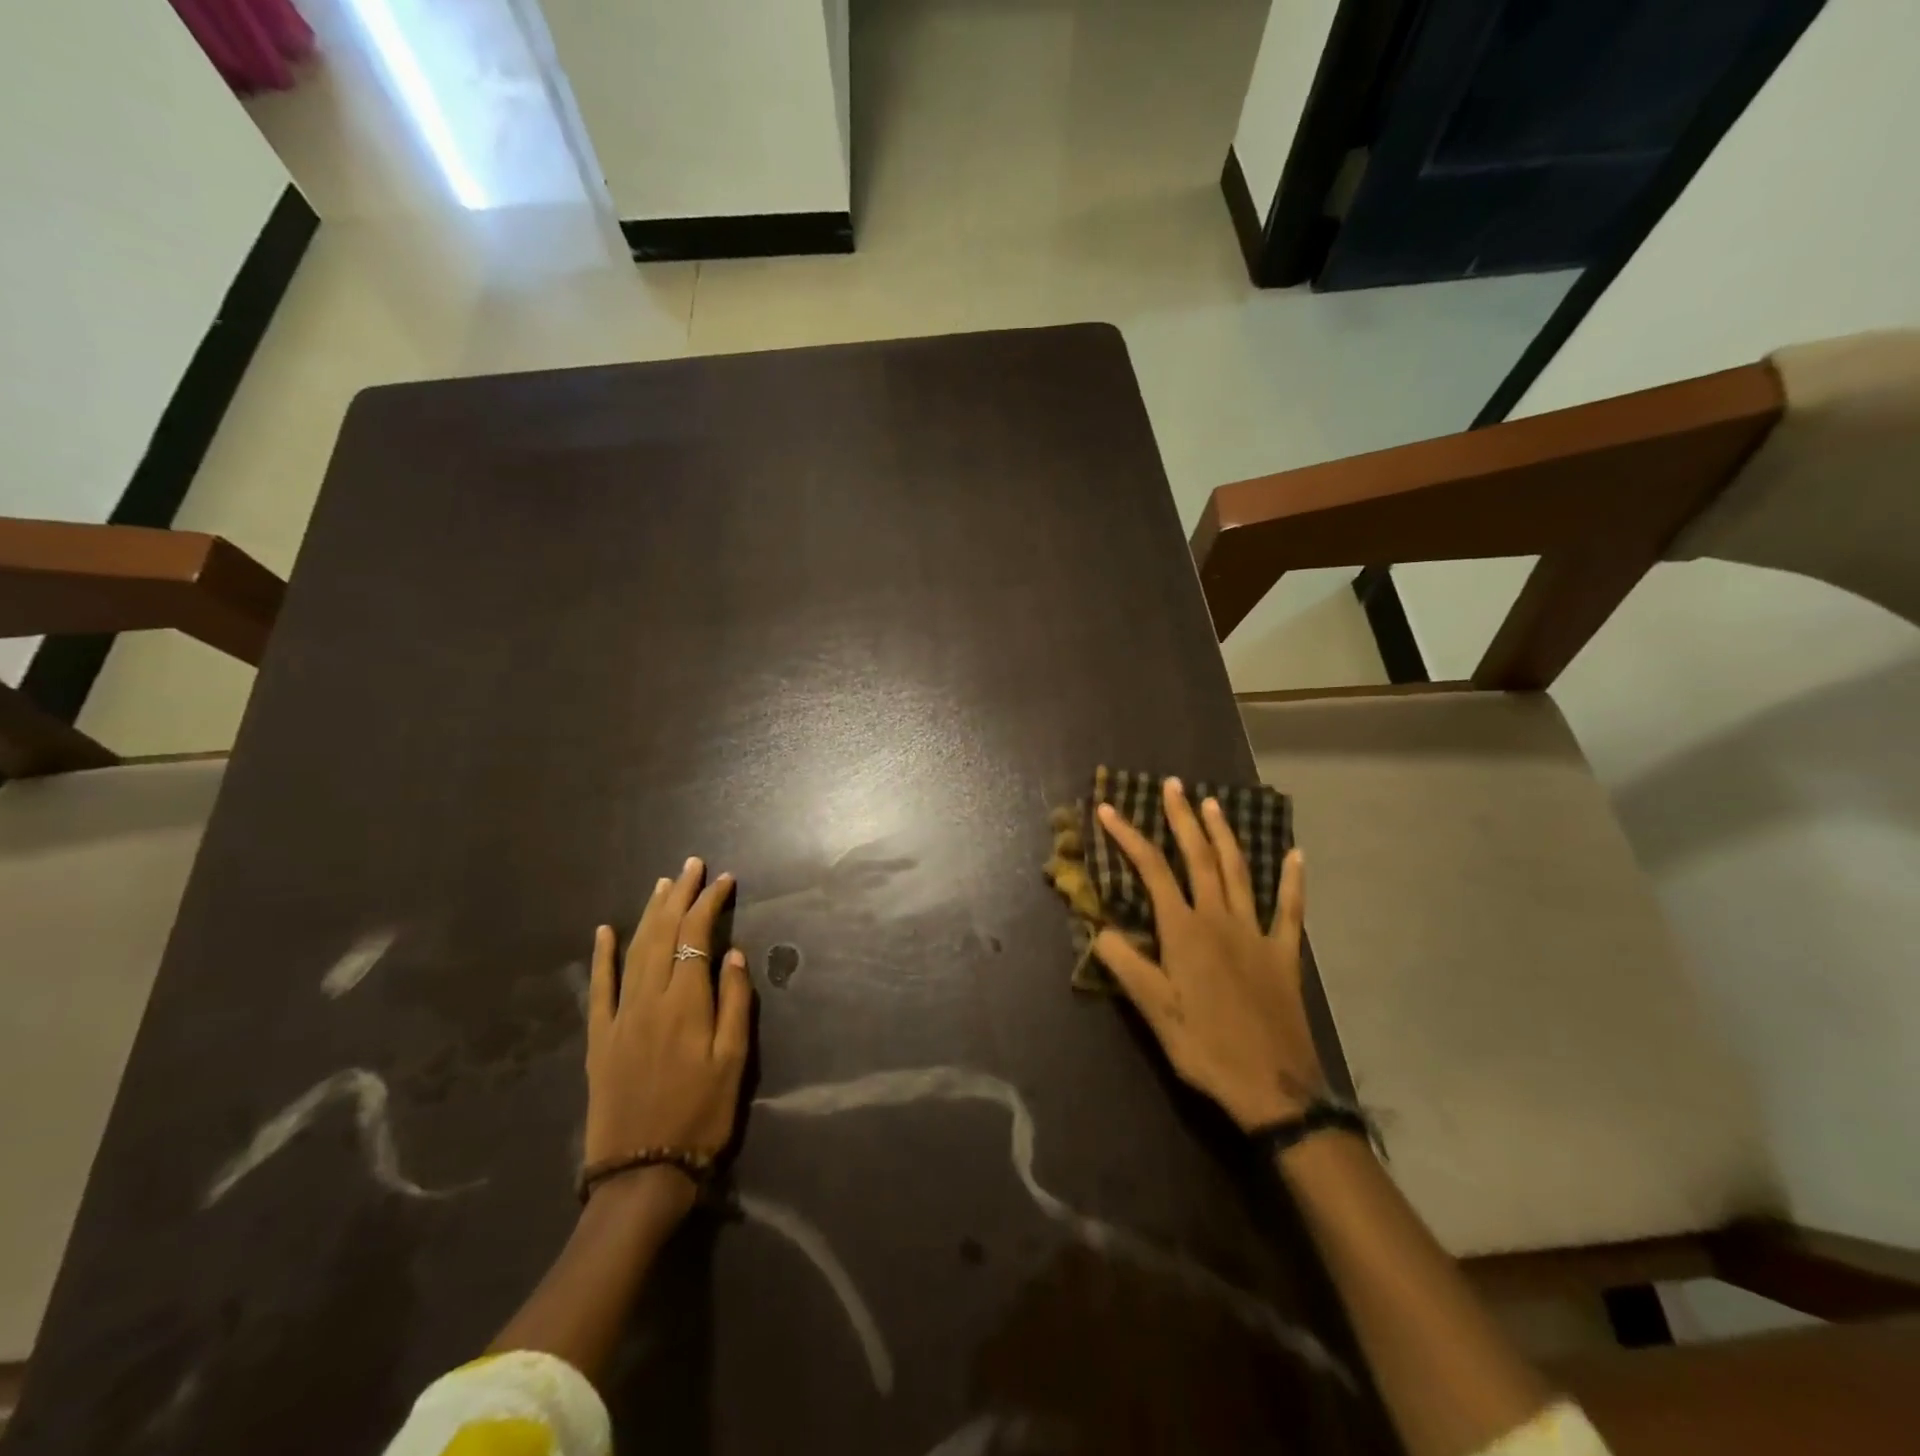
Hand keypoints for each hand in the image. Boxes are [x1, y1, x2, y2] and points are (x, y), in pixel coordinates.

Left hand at [585, 858, 753, 1188]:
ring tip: (663, 885)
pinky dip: (601, 956)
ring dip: (648, 914)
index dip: (710, 903)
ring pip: (634, 951)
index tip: (724, 879)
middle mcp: (649, 999)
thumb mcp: (734, 1062)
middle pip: (663, 934)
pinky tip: (604, 931)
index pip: (697, 936)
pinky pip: (599, 988)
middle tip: (692, 866)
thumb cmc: (701, 1116)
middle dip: (680, 896)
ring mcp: (619, 1017)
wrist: (641, 1173)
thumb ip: (736, 1003)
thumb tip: (734, 954)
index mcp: (685, 1003)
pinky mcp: (600, 1038)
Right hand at [1092, 779, 1322, 1130]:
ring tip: (1213, 804)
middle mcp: (1219, 919)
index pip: (1152, 871)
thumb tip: (1098, 927)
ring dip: (1225, 835)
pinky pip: (1291, 909)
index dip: (1129, 837)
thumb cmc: (1205, 1047)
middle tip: (1173, 785)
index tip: (1108, 810)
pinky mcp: (1284, 953)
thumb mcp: (1153, 1011)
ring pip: (1239, 871)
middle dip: (1183, 818)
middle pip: (1199, 858)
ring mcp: (1256, 932)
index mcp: (1184, 931)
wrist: (1273, 1088)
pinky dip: (1293, 880)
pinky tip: (1296, 855)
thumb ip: (1125, 964)